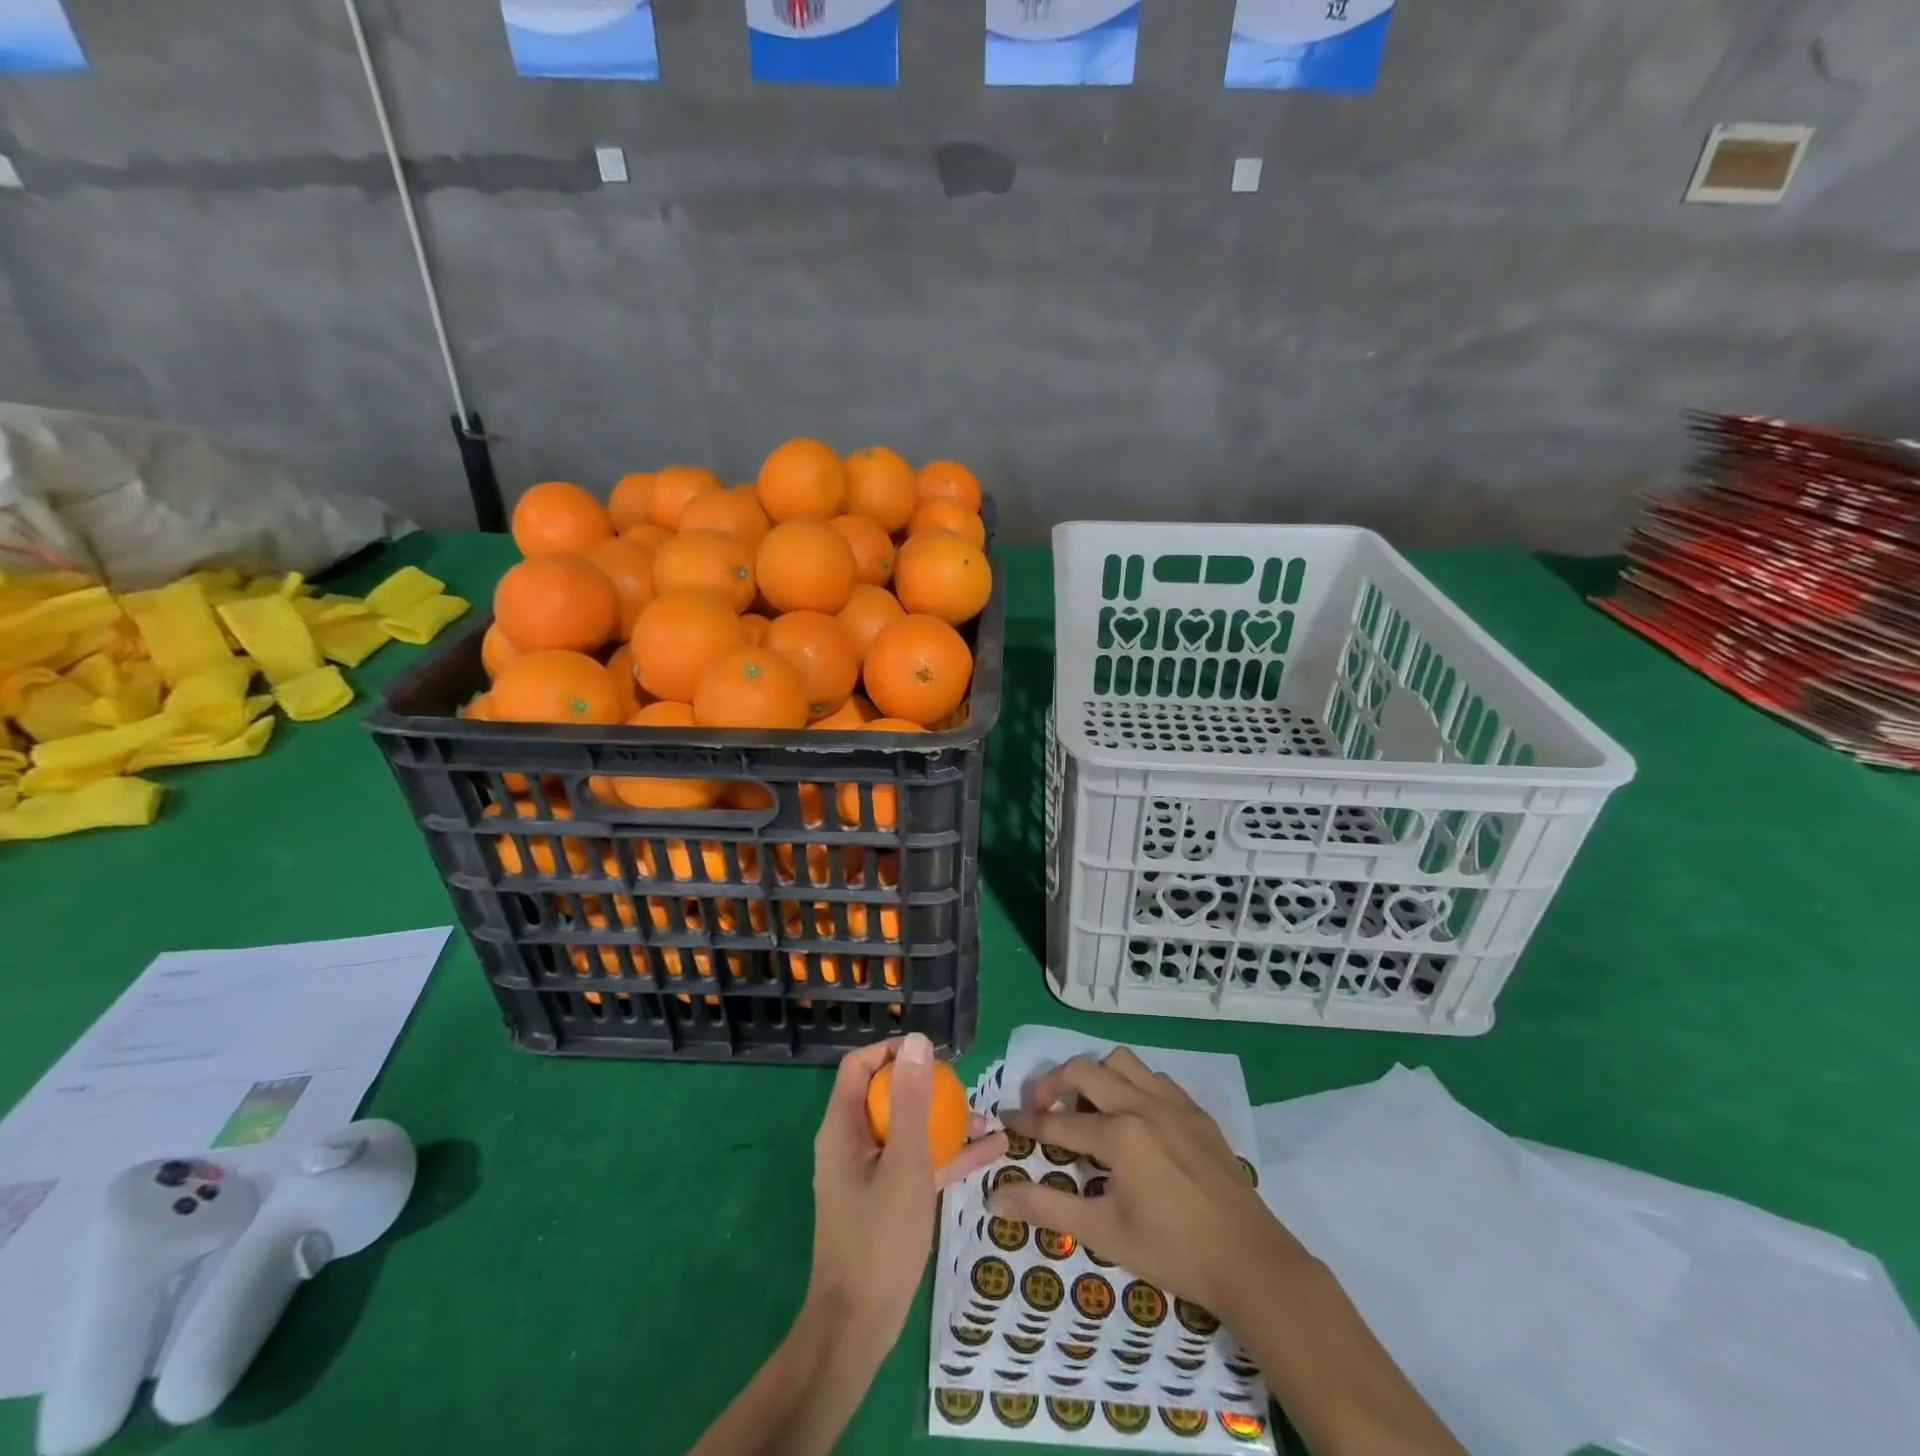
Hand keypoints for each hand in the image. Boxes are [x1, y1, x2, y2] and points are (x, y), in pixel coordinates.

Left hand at [808, 1034, 1007, 1355]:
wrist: (859, 1326)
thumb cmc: (879, 1239)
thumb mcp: (904, 1164)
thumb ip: (910, 1101)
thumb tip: (917, 1042)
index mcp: (843, 1127)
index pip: (860, 1066)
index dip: (893, 1051)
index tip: (932, 1054)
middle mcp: (852, 1142)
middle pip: (888, 1094)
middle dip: (929, 1087)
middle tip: (965, 1088)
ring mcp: (869, 1172)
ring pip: (908, 1129)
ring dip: (945, 1121)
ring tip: (988, 1119)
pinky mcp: (886, 1198)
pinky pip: (918, 1162)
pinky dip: (948, 1155)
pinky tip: (991, 1152)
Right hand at [987, 1047, 1306, 1319]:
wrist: (1251, 1260)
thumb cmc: (1173, 1251)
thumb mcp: (1104, 1233)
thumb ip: (1047, 1209)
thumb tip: (997, 1195)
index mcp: (1118, 1134)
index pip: (1058, 1122)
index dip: (1028, 1123)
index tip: (1007, 1120)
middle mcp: (1142, 1104)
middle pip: (1084, 1070)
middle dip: (1053, 1084)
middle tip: (1040, 1108)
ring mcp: (1172, 1103)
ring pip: (1121, 1062)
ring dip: (1095, 1076)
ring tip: (1088, 1109)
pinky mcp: (1196, 1111)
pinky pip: (1154, 1078)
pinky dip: (1132, 1085)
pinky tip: (1133, 1118)